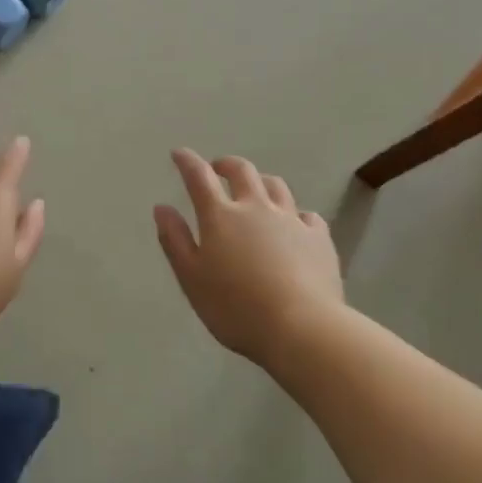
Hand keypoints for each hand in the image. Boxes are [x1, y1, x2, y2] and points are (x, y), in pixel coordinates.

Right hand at [153, 149, 344, 365]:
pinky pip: (307, 215)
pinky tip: (295, 225)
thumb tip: (162, 207)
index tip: (179, 153)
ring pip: (276, 186)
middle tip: (218, 169)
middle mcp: (256, 208)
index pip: (199, 177)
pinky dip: (296, 214)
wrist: (302, 328)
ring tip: (256, 190)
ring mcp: (291, 220)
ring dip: (261, 182)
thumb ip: (175, 240)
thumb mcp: (191, 278)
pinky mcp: (319, 238)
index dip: (187, 162)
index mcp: (221, 216)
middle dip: (226, 164)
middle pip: (242, 171)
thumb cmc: (236, 308)